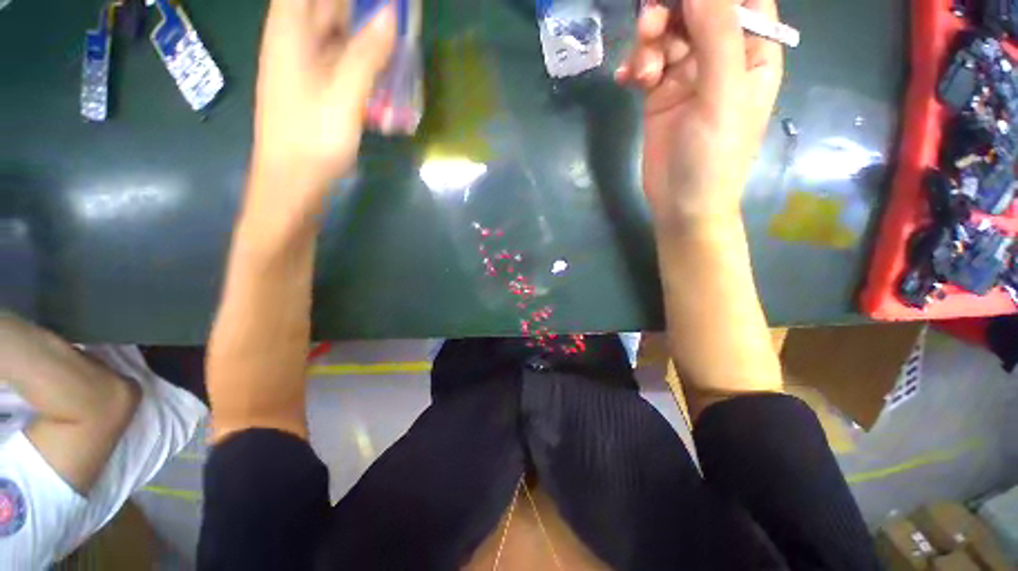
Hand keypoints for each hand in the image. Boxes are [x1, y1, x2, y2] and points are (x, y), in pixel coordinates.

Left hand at [250, 0, 396, 214]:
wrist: (294, 180)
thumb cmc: (313, 137)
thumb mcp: (344, 94)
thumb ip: (367, 53)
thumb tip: (391, 14)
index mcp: (290, 28)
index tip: (379, 3)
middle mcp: (294, 37)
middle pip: (326, 5)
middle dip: (363, 7)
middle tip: (397, 13)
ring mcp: (305, 62)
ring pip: (336, 30)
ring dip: (365, 29)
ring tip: (397, 32)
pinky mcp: (317, 85)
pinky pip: (341, 56)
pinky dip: (362, 54)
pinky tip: (384, 61)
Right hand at [617, 0, 782, 226]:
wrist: (680, 203)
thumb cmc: (713, 156)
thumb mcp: (721, 96)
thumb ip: (716, 36)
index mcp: (752, 52)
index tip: (682, 0)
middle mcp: (721, 57)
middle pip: (697, 11)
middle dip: (671, 13)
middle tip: (649, 29)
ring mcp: (688, 76)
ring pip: (667, 35)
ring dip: (649, 45)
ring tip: (641, 73)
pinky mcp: (660, 95)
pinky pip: (647, 65)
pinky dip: (634, 67)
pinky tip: (625, 81)